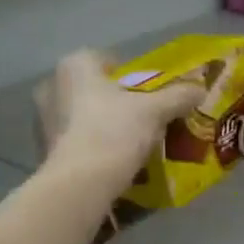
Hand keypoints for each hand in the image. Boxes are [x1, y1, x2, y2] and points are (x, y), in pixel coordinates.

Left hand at [35, 49, 203, 195]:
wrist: (81, 183)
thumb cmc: (114, 131)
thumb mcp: (155, 111)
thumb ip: (177, 96)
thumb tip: (200, 89)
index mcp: (75, 66)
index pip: (104, 59)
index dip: (128, 74)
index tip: (146, 91)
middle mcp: (53, 87)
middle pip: (92, 88)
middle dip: (112, 100)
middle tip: (138, 116)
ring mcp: (44, 120)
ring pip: (81, 115)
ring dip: (101, 124)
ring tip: (128, 141)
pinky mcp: (44, 150)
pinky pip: (74, 140)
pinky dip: (91, 145)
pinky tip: (111, 160)